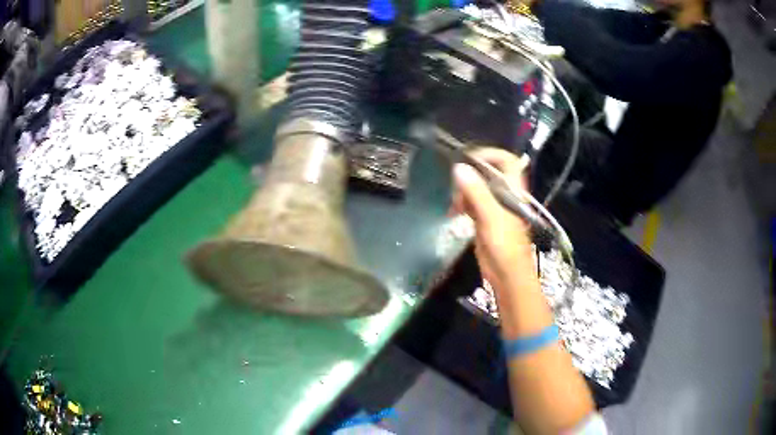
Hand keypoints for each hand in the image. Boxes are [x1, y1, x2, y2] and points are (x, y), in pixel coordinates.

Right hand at [451, 148, 535, 292]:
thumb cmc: (504, 245)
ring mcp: (494, 206)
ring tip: (455, 204)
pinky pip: (471, 202)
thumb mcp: (491, 216)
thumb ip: (476, 191)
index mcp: (513, 190)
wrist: (506, 274)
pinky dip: (461, 203)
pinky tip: (453, 212)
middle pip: (487, 172)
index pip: (507, 160)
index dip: (490, 155)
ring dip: (463, 191)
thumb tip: (459, 168)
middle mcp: (505, 194)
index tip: (469, 161)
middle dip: (470, 175)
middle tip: (457, 187)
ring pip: (476, 187)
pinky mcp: (484, 218)